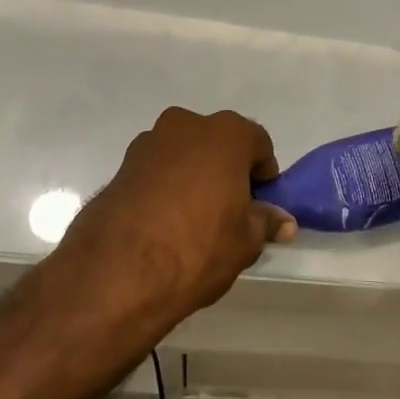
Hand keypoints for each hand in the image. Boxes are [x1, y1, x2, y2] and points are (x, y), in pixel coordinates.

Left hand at [53, 108, 297, 327]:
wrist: (116, 272)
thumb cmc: (197, 248)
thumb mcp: (245, 242)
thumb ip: (264, 222)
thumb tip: (282, 221)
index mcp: (225, 134)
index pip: (258, 143)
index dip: (263, 174)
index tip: (259, 204)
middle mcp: (186, 126)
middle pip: (218, 143)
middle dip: (226, 170)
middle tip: (229, 210)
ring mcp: (147, 143)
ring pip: (183, 154)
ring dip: (193, 176)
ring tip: (192, 219)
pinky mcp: (120, 166)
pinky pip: (156, 171)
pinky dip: (164, 187)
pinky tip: (163, 223)